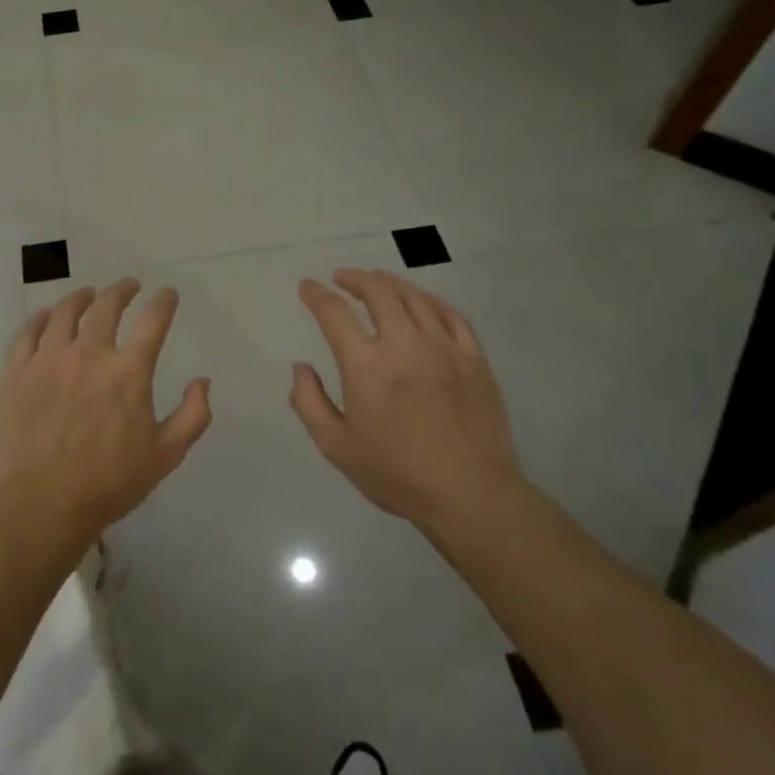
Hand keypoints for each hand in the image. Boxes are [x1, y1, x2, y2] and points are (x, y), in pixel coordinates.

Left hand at [0, 280, 212, 555]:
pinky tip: (47, 316)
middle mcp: (89, 353)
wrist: (42, 503)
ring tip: (88, 294)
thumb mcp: (166, 455)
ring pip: (65, 312)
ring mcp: (49, 359)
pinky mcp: (18, 372)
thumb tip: (202, 381)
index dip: (164, 302)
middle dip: (122, 290)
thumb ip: (193, 415)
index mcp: (128, 371)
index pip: (153, 321)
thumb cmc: (109, 482)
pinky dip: (41, 318)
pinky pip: (28, 333)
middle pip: (107, 306)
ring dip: (81, 298)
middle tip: (129, 286)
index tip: (168, 295)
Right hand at [290, 269, 524, 531]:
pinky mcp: (474, 358)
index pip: (334, 313)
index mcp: (366, 366)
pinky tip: (421, 303)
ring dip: (390, 283)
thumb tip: (301, 368)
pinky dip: (429, 301)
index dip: (316, 295)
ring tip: (377, 282)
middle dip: (355, 278)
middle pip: (378, 292)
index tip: (308, 287)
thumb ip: (309, 403)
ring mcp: (444, 348)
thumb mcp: (336, 447)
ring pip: (415, 297)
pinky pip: (451, 315)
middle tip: (342, 278)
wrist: (471, 495)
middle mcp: (404, 345)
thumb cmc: (397, 474)